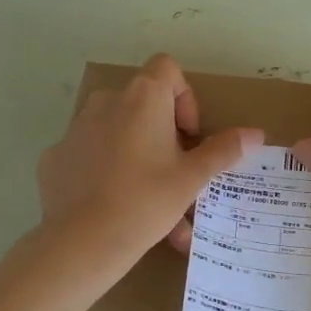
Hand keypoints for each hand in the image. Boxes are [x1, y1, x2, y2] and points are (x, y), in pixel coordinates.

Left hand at [37, 55, 262, 277]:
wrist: (80, 242)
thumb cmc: (145, 201)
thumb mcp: (192, 178)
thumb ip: (223, 150)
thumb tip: (256, 133)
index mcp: (142, 97)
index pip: (167, 69)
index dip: (185, 98)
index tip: (189, 137)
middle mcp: (106, 102)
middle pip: (143, 104)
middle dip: (164, 135)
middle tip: (175, 173)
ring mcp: (75, 128)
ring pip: (117, 133)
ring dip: (138, 156)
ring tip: (151, 201)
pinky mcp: (55, 156)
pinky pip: (89, 155)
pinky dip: (105, 171)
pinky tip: (113, 207)